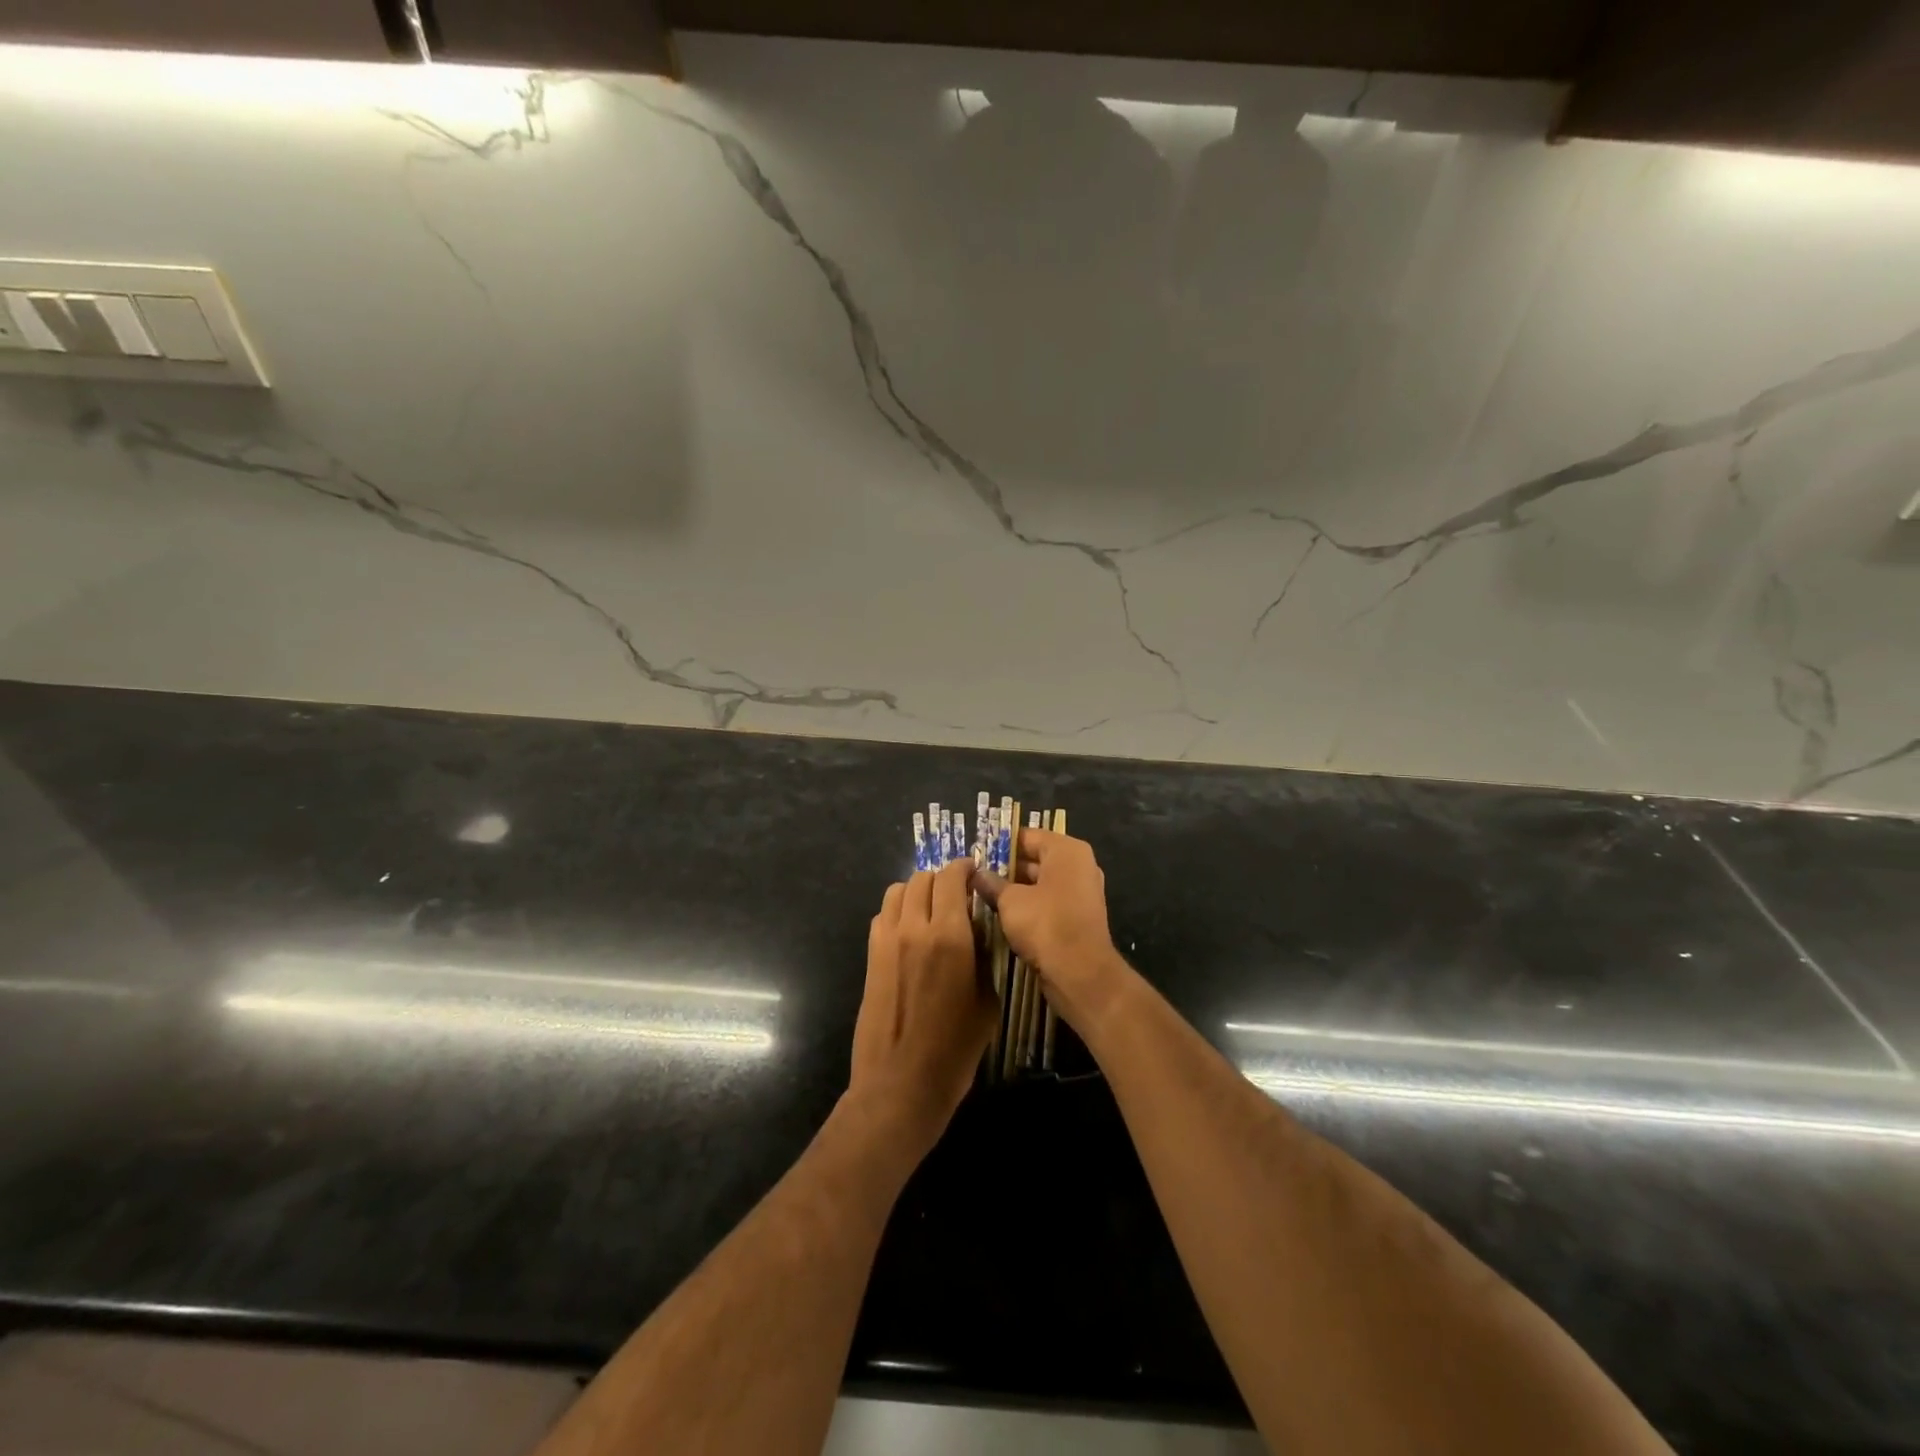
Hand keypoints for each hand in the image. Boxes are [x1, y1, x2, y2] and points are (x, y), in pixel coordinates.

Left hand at [849, 860, 997, 1155]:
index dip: (964, 867)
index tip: (974, 871)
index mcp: (949, 936)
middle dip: (942, 879)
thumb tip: (978, 934)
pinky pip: (883, 915)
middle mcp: (915, 928)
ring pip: (897, 891)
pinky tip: (911, 932)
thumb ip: (984, 958)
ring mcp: (887, 941)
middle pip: (922, 878)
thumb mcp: (987, 1001)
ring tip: (931, 908)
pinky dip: (898, 911)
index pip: (952, 878)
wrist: (901, 1083)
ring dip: (917, 891)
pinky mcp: (871, 956)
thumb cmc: (955, 1049)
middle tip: (957, 893)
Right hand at [974, 829, 1126, 1032]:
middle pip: (1036, 859)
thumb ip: (992, 884)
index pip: (1027, 836)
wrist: (1081, 973)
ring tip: (984, 896)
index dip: (1000, 845)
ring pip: (1041, 883)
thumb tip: (977, 874)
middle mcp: (1079, 866)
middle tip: (976, 877)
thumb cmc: (1045, 924)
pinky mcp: (1079, 918)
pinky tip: (1004, 916)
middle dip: (1007, 868)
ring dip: (1016, 890)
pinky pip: (1049, 903)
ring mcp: (1082, 893)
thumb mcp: (1010, 901)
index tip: (976, 854)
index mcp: (1066, 851)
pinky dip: (1030, 907)